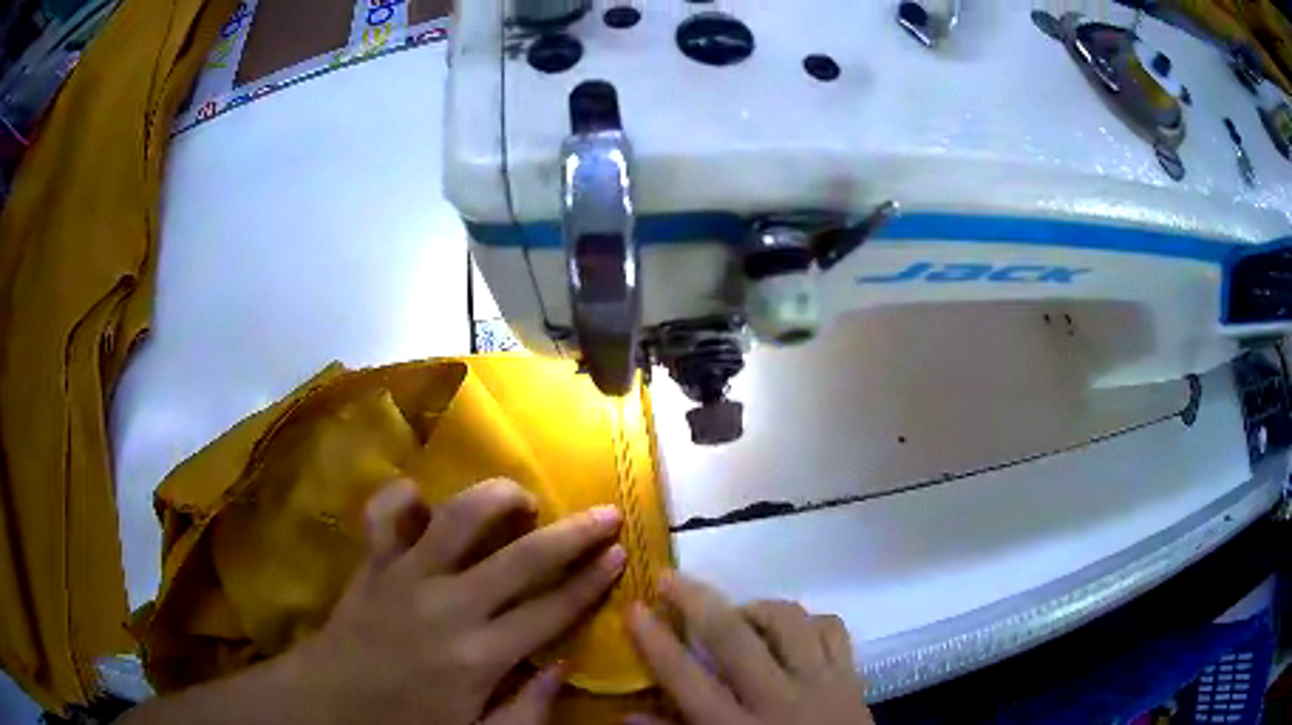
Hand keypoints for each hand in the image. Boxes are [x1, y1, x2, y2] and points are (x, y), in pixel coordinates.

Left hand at [294, 478, 625, 724]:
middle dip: (573, 533)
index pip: (552, 610)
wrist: (326, 708)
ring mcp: (405, 577)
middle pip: (522, 558)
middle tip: (606, 511)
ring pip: (458, 518)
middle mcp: (449, 606)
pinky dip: (402, 498)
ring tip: (523, 497)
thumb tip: (565, 664)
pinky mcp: (372, 564)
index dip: (591, 581)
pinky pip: (385, 514)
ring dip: (497, 499)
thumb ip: (527, 709)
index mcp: (480, 656)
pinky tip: (421, 498)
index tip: (621, 554)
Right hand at [627, 572, 873, 724]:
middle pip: (734, 638)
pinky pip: (832, 629)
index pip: (686, 679)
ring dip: (756, 608)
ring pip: (789, 622)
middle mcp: (777, 700)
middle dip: (697, 602)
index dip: (655, 642)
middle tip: (670, 578)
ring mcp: (820, 683)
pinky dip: (809, 621)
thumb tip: (628, 715)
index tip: (633, 608)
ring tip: (739, 615)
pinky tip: (792, 632)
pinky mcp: (851, 677)